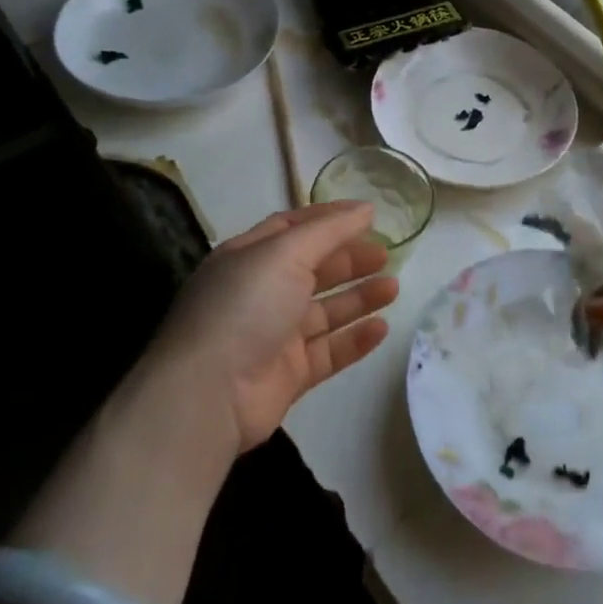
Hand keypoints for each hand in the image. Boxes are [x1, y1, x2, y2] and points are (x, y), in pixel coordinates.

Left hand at [150, 200, 398, 455]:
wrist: (209, 394)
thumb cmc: (245, 306)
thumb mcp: (285, 253)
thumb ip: (329, 230)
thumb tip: (365, 209)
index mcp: (250, 257)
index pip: (293, 227)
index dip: (330, 218)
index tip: (368, 214)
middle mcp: (260, 292)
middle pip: (313, 269)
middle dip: (349, 259)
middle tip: (386, 254)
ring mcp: (274, 335)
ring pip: (325, 311)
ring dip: (359, 298)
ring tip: (393, 288)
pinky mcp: (288, 374)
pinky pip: (328, 351)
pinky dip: (354, 339)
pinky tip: (381, 329)